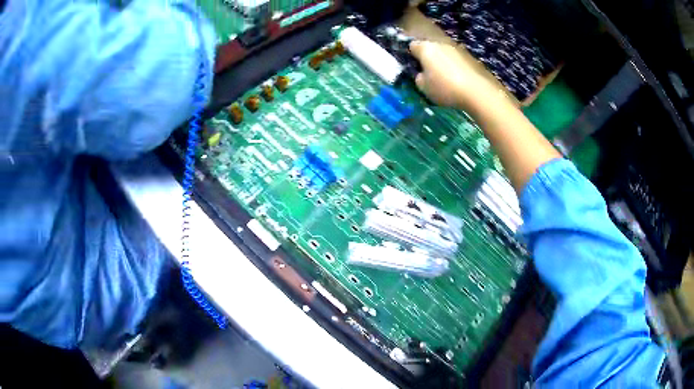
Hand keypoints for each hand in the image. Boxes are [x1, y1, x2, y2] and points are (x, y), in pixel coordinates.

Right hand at [409, 40, 500, 110]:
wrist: (478, 91)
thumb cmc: (446, 88)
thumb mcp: (424, 88)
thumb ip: (419, 77)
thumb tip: (422, 74)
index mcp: (425, 48)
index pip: (412, 45)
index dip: (411, 55)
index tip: (414, 67)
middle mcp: (440, 43)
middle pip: (430, 47)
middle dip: (428, 57)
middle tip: (429, 73)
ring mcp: (457, 48)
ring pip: (444, 52)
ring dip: (443, 61)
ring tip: (446, 77)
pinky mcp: (470, 56)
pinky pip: (457, 59)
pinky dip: (455, 66)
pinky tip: (459, 79)